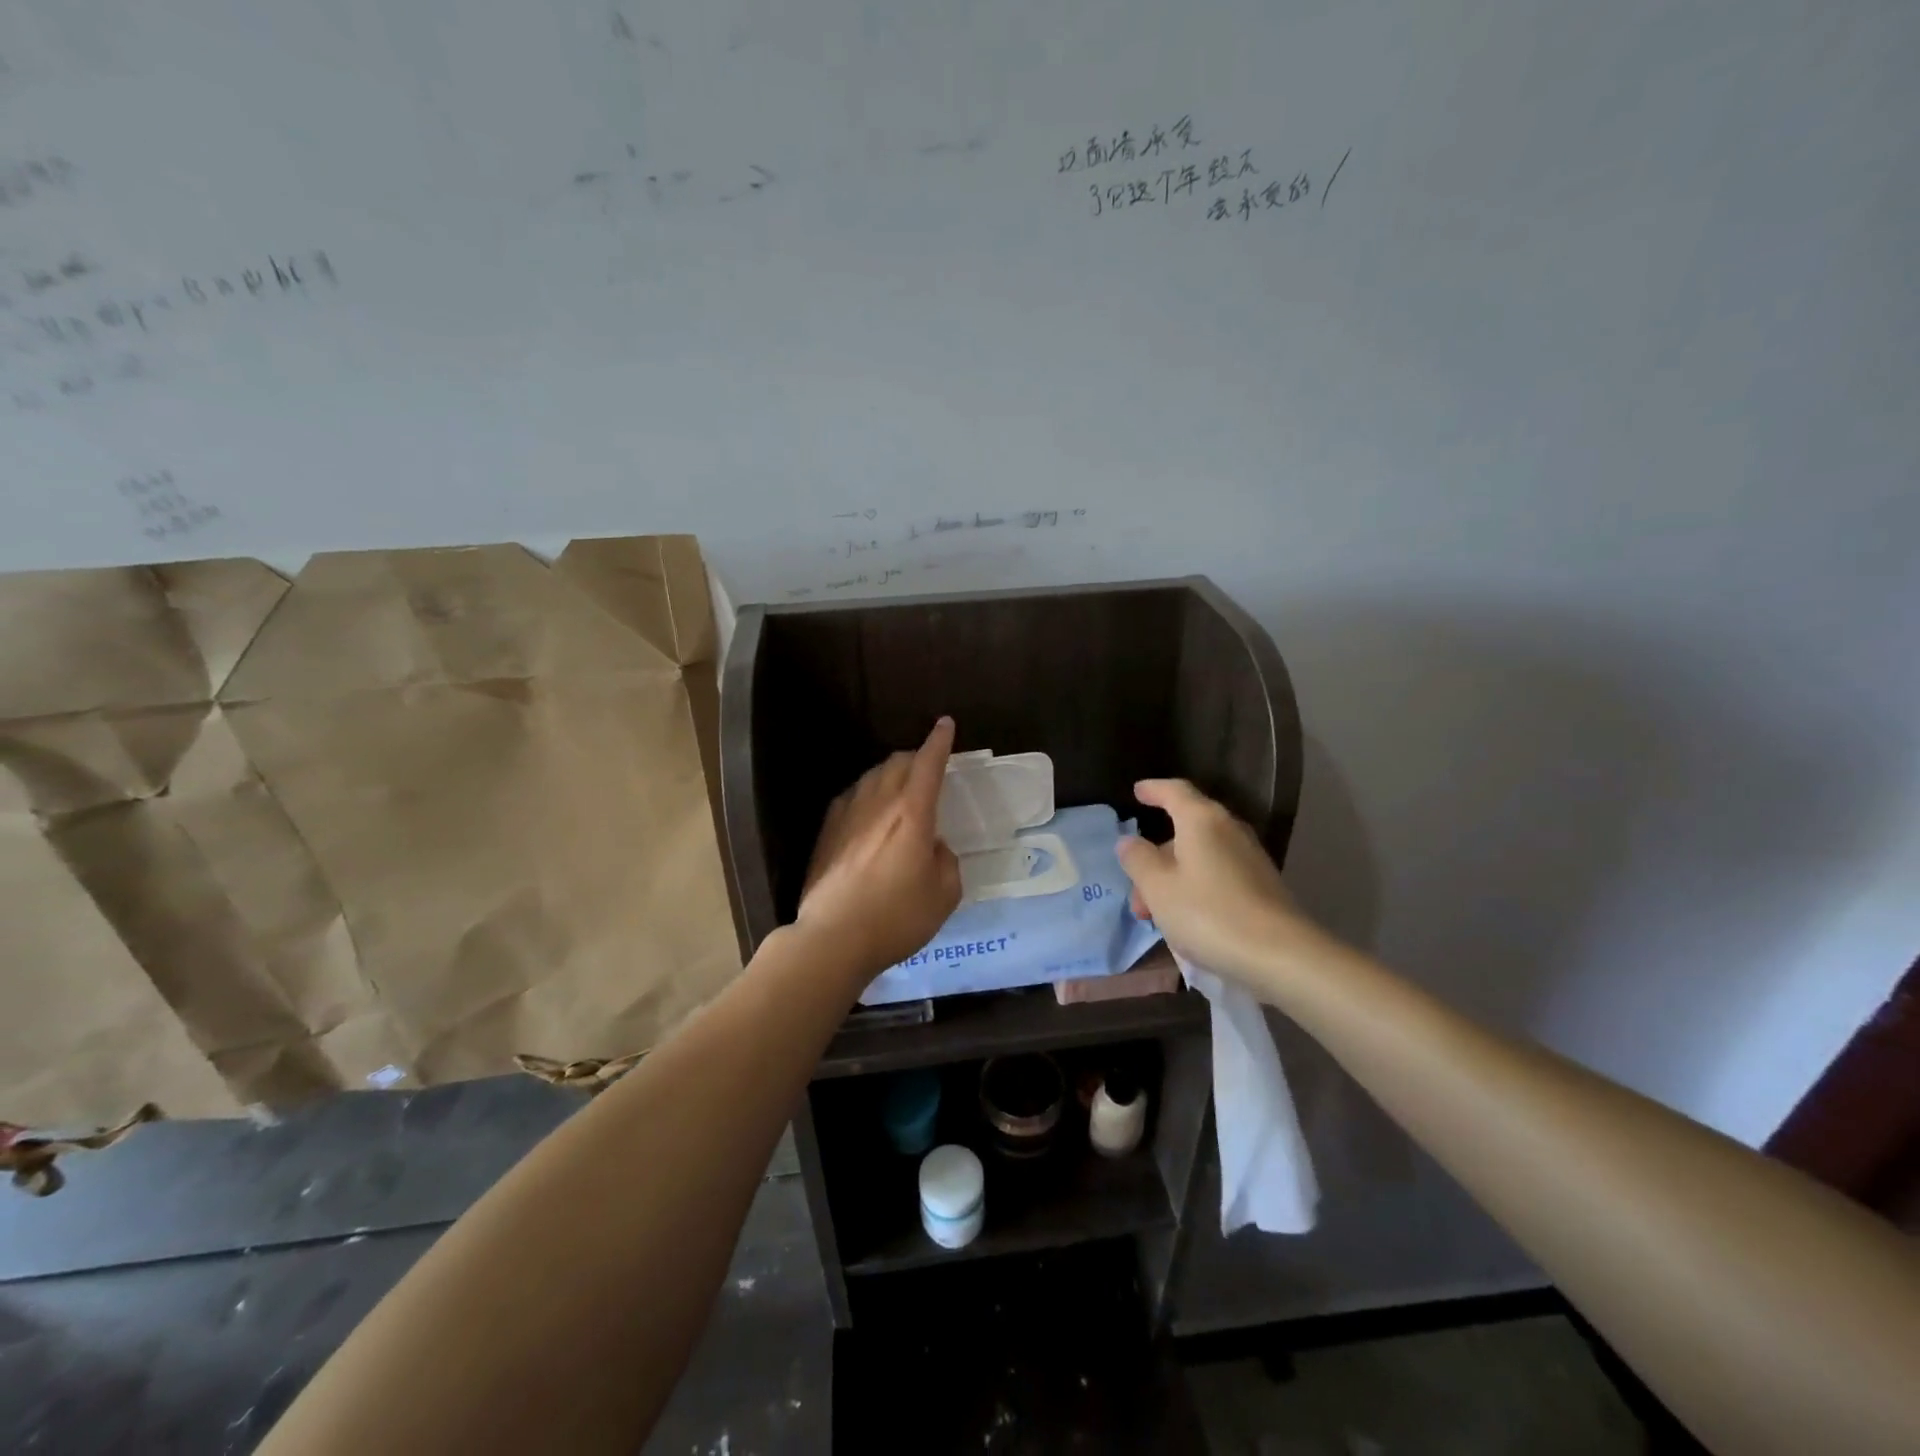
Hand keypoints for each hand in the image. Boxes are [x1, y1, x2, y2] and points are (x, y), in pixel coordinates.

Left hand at [798, 718, 961, 980]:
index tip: (945, 724)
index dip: (939, 742)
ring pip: (872, 776)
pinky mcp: (826, 831)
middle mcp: (878, 804)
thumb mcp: (944, 895)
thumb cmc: (897, 918)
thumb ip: (945, 861)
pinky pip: (851, 797)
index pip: (928, 764)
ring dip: (890, 774)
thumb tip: (932, 847)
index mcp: (912, 814)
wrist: (833, 938)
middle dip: (916, 757)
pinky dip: (867, 794)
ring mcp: (847, 814)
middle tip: (927, 769)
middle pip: (897, 763)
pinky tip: (868, 811)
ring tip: (898, 789)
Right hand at [1116, 779, 1320, 982]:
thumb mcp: (1158, 888)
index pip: (1175, 791)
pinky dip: (1196, 889)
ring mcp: (1250, 858)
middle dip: (1156, 857)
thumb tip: (1128, 841)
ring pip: (1201, 858)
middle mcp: (1229, 830)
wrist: (1282, 957)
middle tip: (1136, 891)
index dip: (1153, 790)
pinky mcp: (1262, 886)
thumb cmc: (1209, 914)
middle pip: (1186, 830)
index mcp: (1202, 820)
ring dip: (1173, 879)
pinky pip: (1218, 876)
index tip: (1137, 791)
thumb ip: (1138, 859)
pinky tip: (1187, 921)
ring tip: (1155, 915)